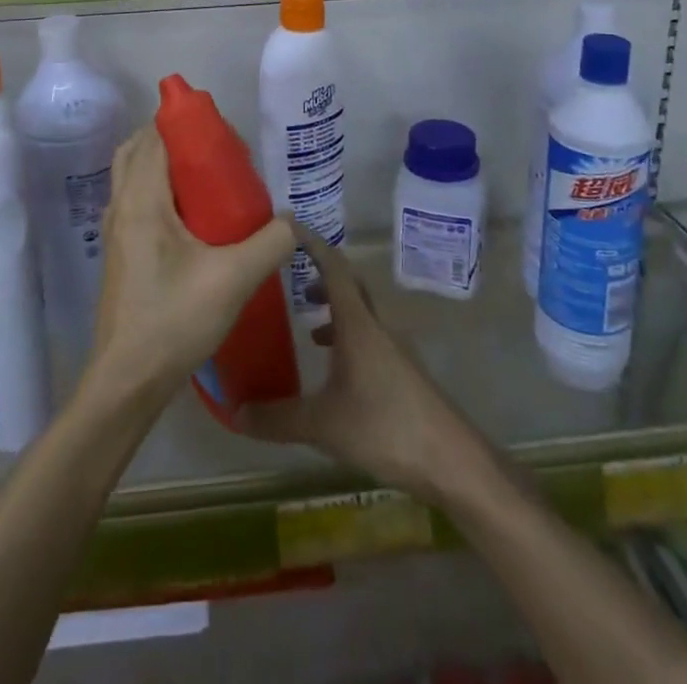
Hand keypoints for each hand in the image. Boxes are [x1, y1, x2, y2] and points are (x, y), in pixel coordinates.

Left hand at [87, 125, 295, 404]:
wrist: (127, 380)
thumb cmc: (175, 319)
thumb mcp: (235, 278)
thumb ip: (272, 242)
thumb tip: (295, 220)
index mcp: (141, 200)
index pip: (155, 137)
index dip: (186, 124)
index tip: (222, 133)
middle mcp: (120, 206)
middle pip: (140, 149)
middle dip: (175, 139)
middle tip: (216, 152)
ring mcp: (115, 230)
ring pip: (134, 175)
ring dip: (165, 164)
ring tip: (209, 179)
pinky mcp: (119, 251)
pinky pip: (136, 199)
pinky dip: (159, 189)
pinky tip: (194, 217)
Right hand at [237, 227, 484, 505]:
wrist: (452, 460)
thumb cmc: (385, 427)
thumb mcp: (323, 425)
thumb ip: (278, 418)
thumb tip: (234, 412)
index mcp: (358, 324)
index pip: (334, 267)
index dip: (312, 243)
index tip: (289, 225)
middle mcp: (377, 327)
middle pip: (350, 286)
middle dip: (322, 276)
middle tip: (292, 278)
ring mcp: (394, 349)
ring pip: (361, 314)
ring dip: (335, 311)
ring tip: (308, 328)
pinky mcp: (403, 372)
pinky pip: (369, 339)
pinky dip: (348, 339)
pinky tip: (335, 371)